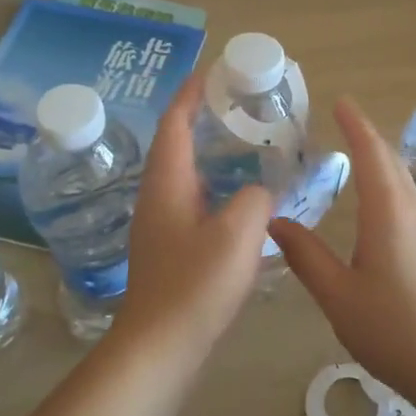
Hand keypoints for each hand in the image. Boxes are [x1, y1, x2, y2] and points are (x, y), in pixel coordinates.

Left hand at [114, 76, 273, 353]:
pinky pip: (194, 201)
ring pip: (187, 174)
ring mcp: (161, 224)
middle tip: (242, 106)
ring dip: (211, 154)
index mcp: (167, 183)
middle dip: (204, 118)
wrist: (160, 346)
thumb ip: (255, 198)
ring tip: (248, 145)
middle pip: (178, 143)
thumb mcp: (238, 233)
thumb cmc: (195, 285)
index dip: (192, 92)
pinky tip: (243, 199)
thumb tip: (258, 191)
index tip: (216, 70)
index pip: (175, 122)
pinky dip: (216, 186)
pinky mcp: (170, 248)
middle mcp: (158, 196)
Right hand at [270, 97, 415, 395]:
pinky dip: (388, 185)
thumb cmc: (394, 329)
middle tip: (340, 123)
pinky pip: (409, 201)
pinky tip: (375, 204)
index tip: (340, 101)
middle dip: (367, 137)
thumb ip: (306, 255)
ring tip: (353, 155)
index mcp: (389, 212)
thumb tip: (276, 221)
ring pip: (403, 181)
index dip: (355, 125)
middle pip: (391, 161)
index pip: (372, 153)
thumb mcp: (338, 295)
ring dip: (379, 161)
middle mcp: (415, 211)